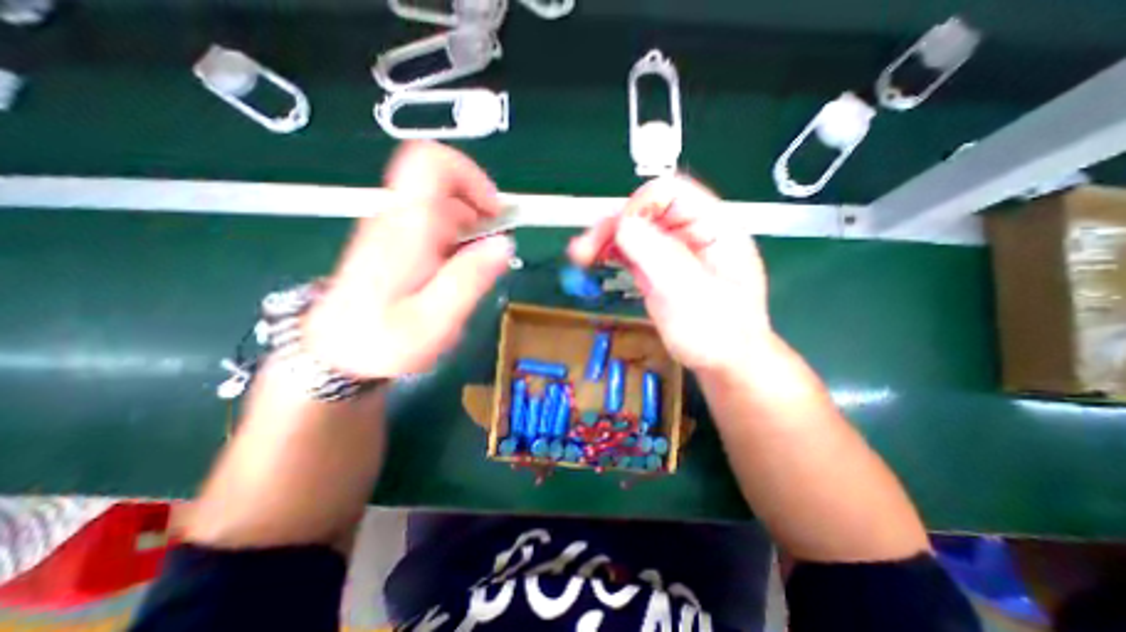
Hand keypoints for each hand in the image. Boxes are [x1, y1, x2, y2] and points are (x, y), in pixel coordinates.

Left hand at [299, 141, 510, 377]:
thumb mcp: (435, 318)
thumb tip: (505, 243)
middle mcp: (397, 220)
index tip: (494, 212)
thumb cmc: (383, 342)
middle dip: (477, 208)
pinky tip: (460, 271)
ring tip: (480, 264)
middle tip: (493, 246)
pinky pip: (433, 226)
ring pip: (440, 205)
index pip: (430, 163)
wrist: (333, 358)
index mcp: (405, 228)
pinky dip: (458, 239)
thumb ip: (470, 278)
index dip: (469, 175)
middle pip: (441, 183)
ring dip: (470, 226)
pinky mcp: (394, 246)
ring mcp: (393, 231)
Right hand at [573, 174, 774, 371]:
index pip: (671, 193)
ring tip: (581, 255)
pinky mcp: (657, 269)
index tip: (619, 235)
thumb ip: (659, 256)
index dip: (640, 206)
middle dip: (613, 225)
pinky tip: (594, 259)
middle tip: (584, 250)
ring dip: (605, 238)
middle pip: (645, 211)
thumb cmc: (719, 333)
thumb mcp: (691, 294)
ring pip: (633, 230)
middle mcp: (690, 233)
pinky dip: (610, 252)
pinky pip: (631, 250)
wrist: (723, 363)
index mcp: (712, 227)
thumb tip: (624, 224)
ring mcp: (672, 251)